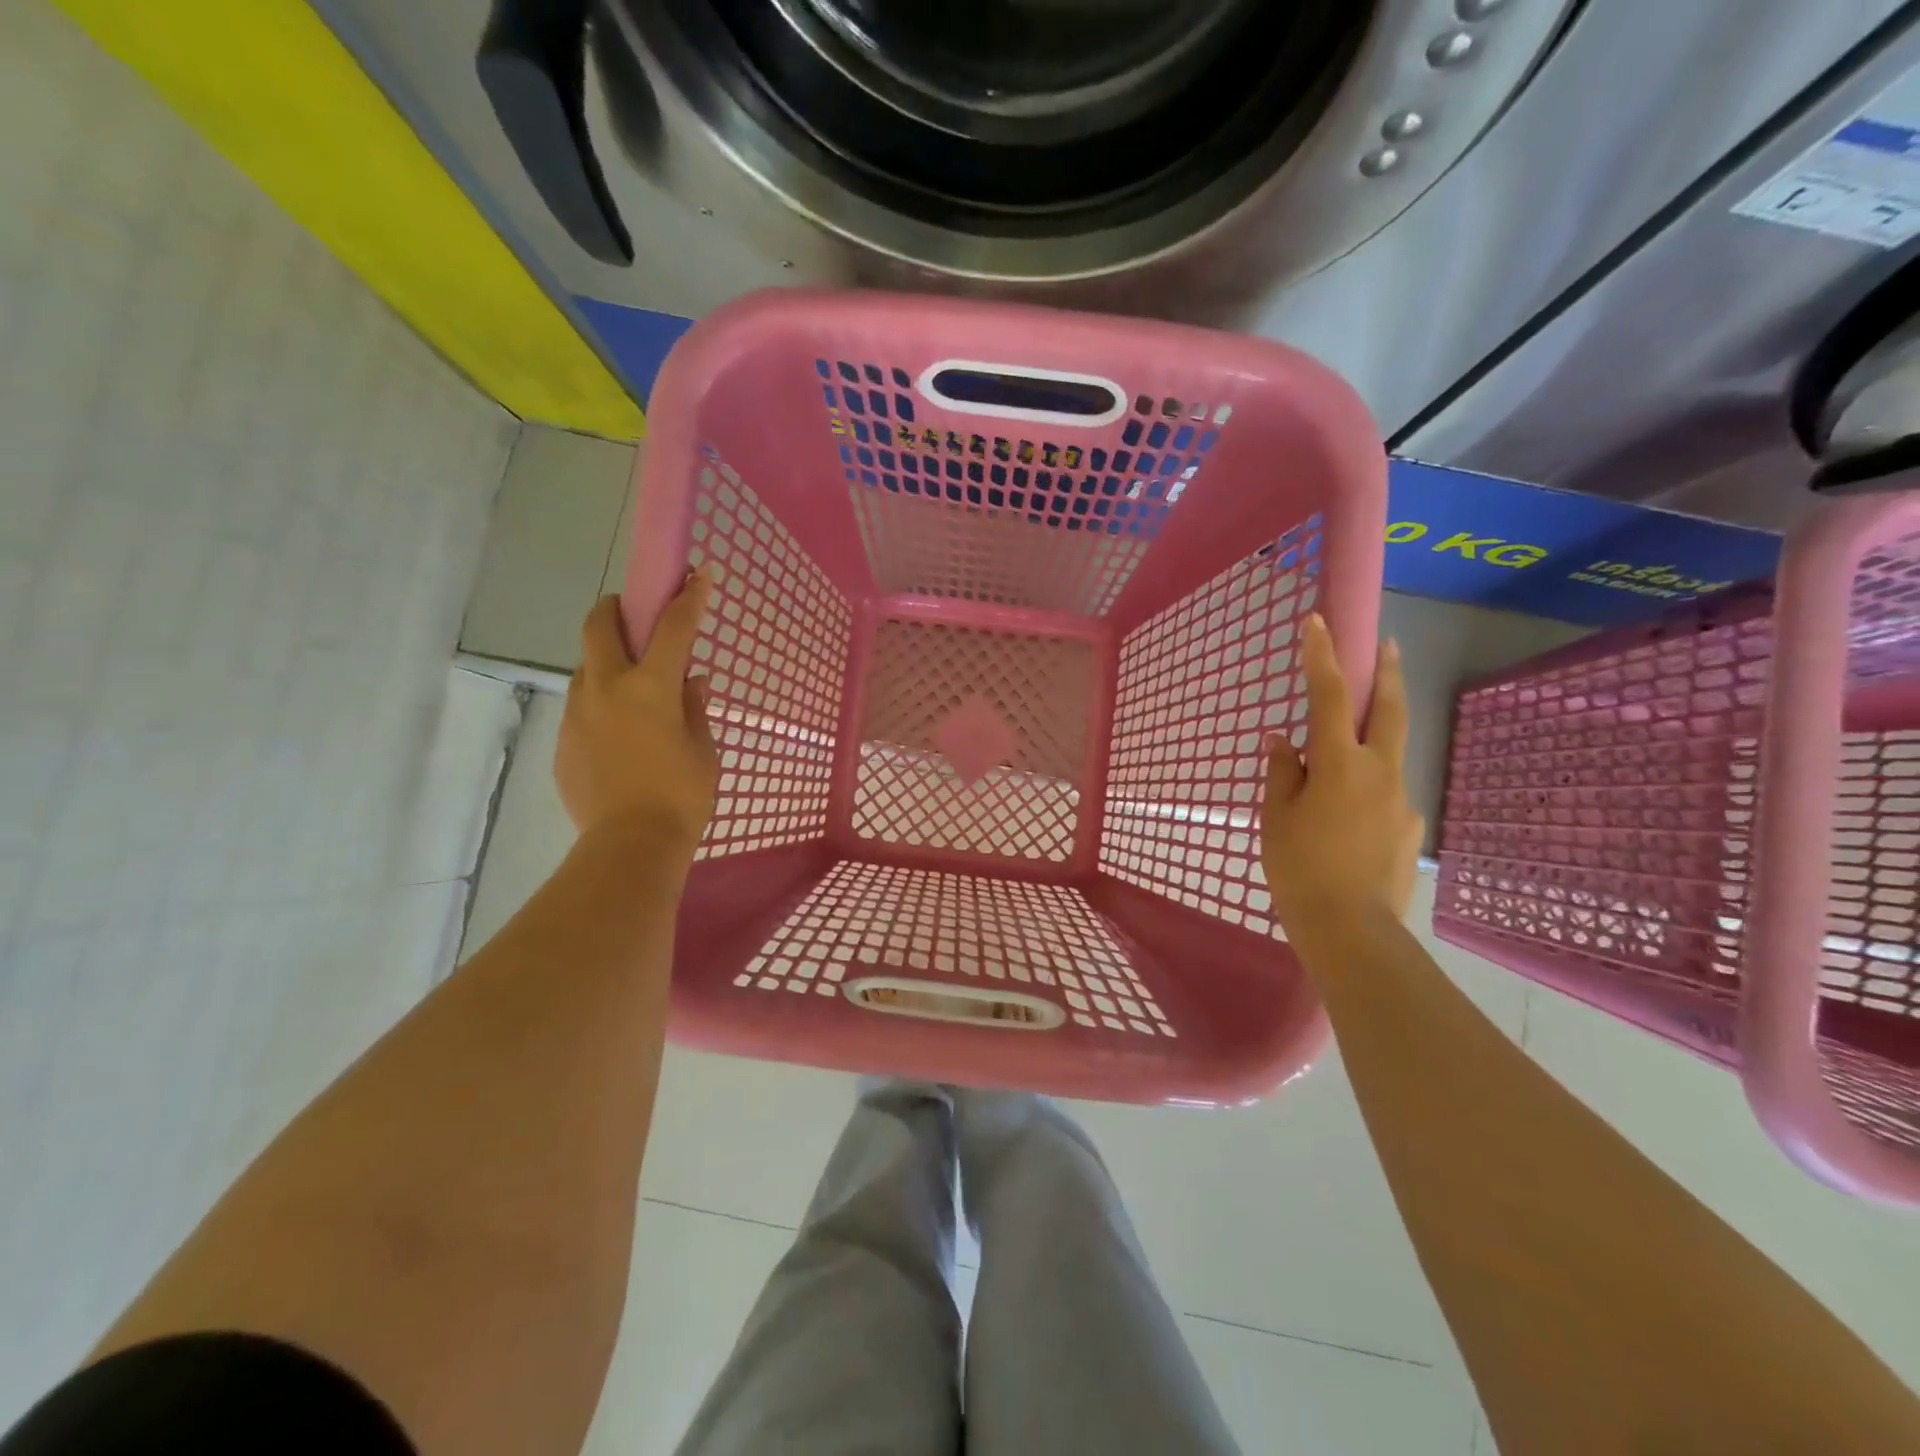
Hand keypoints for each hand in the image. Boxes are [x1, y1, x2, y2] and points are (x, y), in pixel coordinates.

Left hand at [556, 575, 718, 864]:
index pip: (673, 627)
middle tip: (632, 616)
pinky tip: (619, 738)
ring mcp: (578, 714)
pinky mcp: (563, 742)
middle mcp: (607, 688)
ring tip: (630, 693)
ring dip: (607, 664)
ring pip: (587, 669)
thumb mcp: (703, 749)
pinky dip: (600, 707)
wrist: (630, 845)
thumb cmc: (682, 795)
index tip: (698, 572)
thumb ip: (694, 708)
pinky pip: (581, 709)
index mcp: (650, 687)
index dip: (688, 596)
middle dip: (615, 608)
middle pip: (599, 626)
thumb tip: (691, 682)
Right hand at [1261, 613, 1422, 932]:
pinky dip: (1368, 791)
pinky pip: (1386, 796)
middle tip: (1389, 644)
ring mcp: (1401, 801)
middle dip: (1386, 672)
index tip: (1318, 621)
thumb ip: (1282, 772)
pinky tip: (1349, 822)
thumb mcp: (1276, 817)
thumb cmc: (1300, 868)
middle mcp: (1379, 772)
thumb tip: (1283, 739)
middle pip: (1387, 710)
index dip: (1321, 656)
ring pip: (1389, 754)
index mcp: (1339, 765)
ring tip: (1346, 756)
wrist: (1351, 930)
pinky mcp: (1410, 829)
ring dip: (1375, 736)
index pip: (1328, 697)